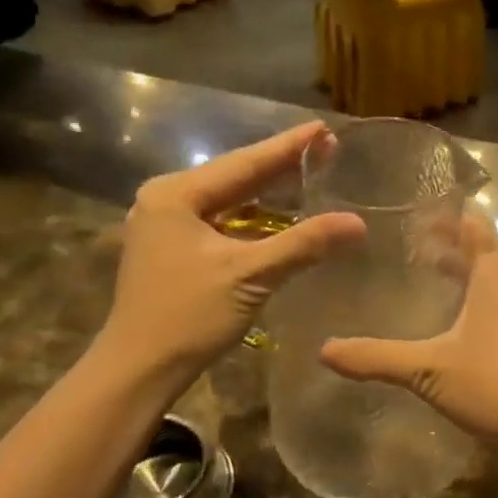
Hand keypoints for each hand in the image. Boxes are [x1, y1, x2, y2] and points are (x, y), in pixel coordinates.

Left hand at [101, 122, 363, 384]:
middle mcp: (166, 200)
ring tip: (309, 177)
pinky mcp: (171, 250)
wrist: (139, 370)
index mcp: (176, 194)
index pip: (244, 162)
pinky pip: (220, 222)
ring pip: (228, 201)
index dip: (288, 146)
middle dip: (280, 166)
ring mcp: (165, 226)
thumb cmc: (189, 317)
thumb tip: (358, 223)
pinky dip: (251, 220)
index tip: (325, 128)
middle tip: (326, 149)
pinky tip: (278, 217)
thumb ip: (304, 244)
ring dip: (267, 194)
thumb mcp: (250, 275)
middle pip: (234, 177)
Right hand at [322, 216, 497, 446]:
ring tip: (428, 284)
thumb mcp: (429, 370)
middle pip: (483, 257)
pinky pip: (496, 315)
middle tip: (413, 247)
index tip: (422, 211)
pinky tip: (451, 333)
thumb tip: (325, 350)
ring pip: (491, 288)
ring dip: (463, 280)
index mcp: (494, 281)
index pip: (476, 231)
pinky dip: (472, 310)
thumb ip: (377, 358)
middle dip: (451, 249)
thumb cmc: (495, 384)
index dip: (452, 217)